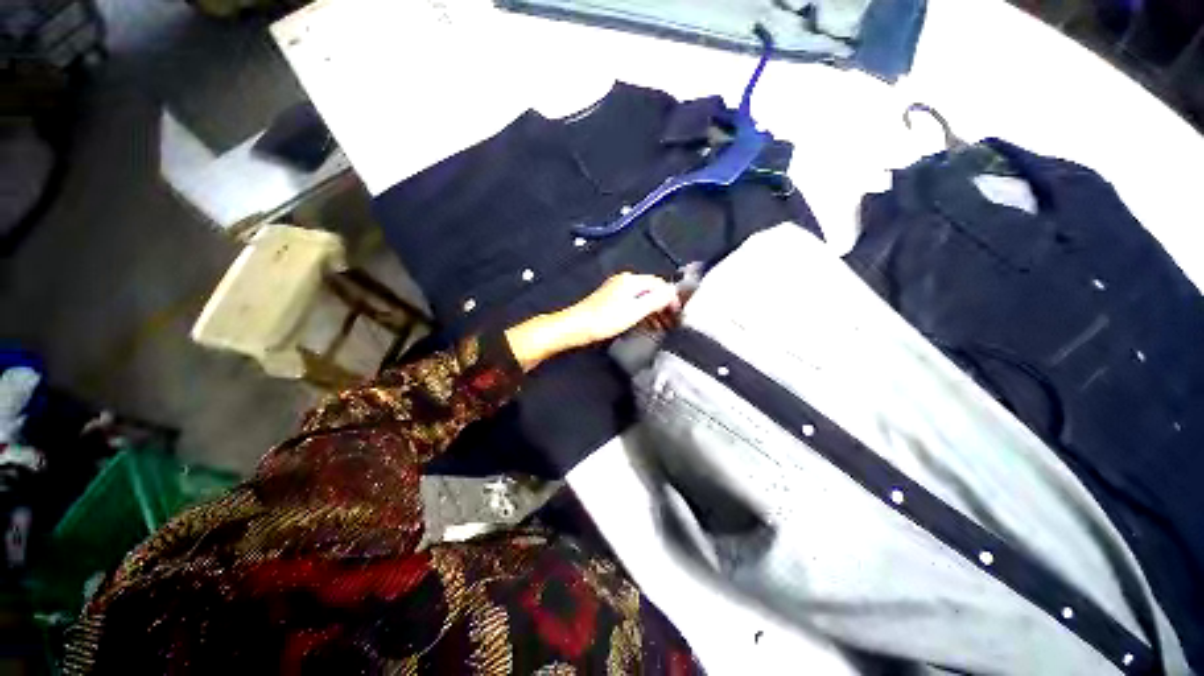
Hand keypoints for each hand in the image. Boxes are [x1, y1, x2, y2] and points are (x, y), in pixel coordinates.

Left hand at [505, 273, 679, 370]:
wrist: (577, 326)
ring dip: (653, 310)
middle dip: (663, 305)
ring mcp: (616, 288)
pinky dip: (642, 311)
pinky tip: (645, 323)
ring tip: (661, 326)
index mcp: (632, 280)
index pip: (660, 283)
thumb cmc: (606, 320)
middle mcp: (625, 280)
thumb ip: (656, 300)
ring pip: (642, 297)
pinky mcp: (610, 299)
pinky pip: (633, 302)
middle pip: (652, 289)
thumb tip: (673, 292)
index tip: (678, 315)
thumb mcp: (635, 311)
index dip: (671, 298)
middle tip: (671, 323)